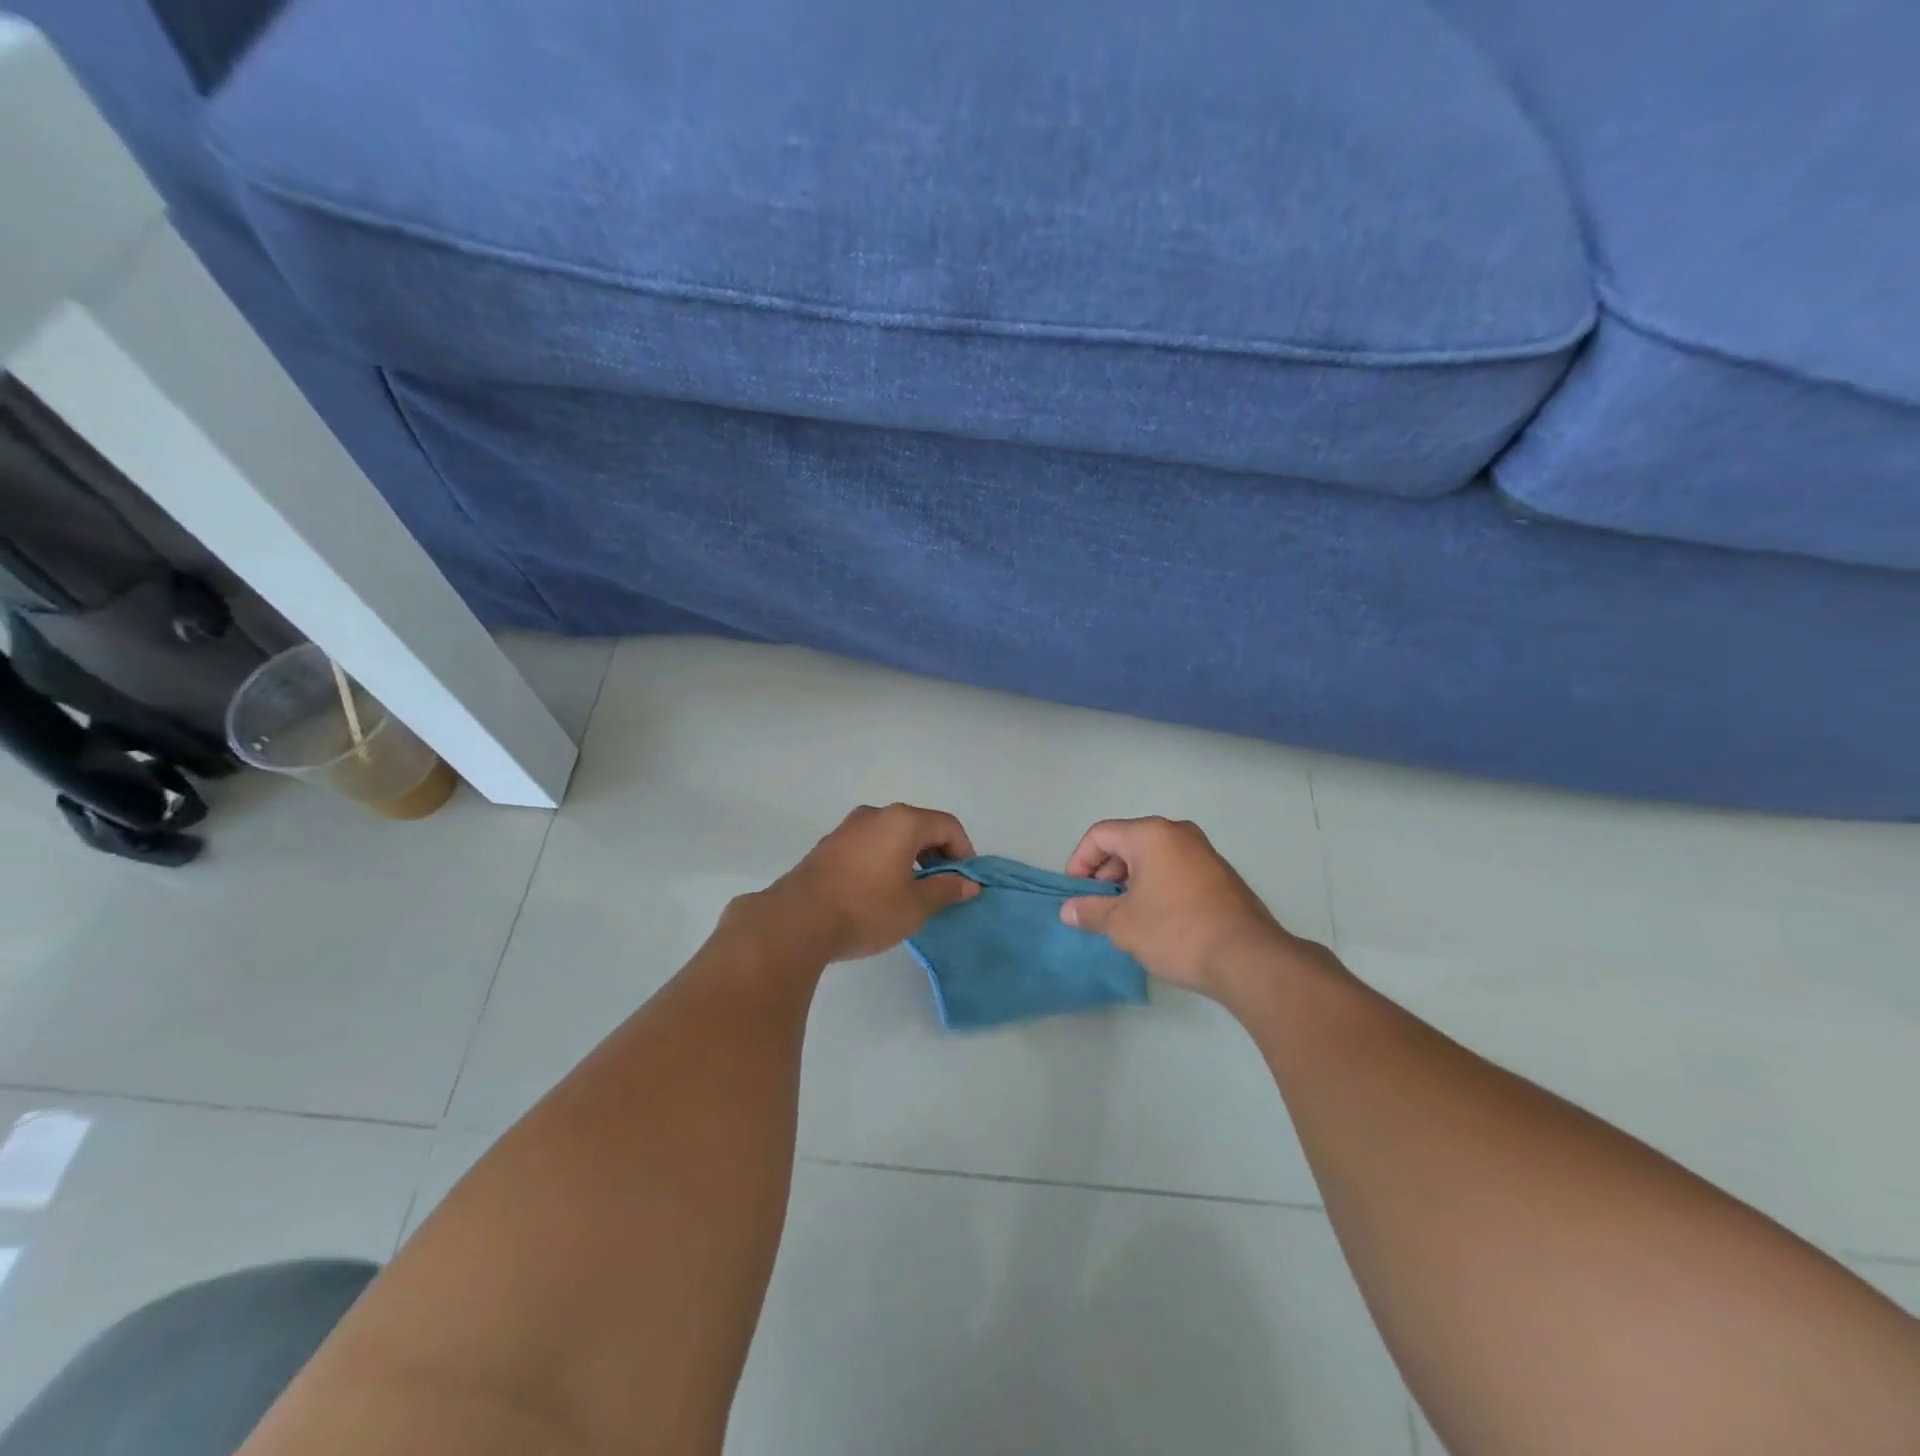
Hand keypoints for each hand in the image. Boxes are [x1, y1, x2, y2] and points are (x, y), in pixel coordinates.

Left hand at [752, 803, 980, 962]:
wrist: (797, 921)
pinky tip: (878, 891)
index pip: (947, 825)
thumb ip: (945, 890)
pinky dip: (884, 859)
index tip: (965, 881)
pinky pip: (869, 844)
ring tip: (910, 892)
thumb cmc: (866, 909)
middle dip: (937, 854)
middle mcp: (876, 814)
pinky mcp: (828, 845)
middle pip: (919, 826)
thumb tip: (969, 884)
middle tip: (941, 887)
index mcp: (903, 821)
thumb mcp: (915, 906)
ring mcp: (848, 827)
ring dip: (909, 857)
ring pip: (892, 834)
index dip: (964, 851)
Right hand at [1060, 817, 1306, 1000]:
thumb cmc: (1176, 932)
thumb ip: (1090, 911)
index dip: (1079, 861)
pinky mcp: (1220, 875)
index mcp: (1151, 834)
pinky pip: (1175, 869)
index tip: (1075, 893)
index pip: (1100, 835)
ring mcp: (1203, 852)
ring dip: (1130, 881)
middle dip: (1104, 872)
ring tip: (1123, 916)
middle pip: (1126, 842)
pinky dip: (1156, 886)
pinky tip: (1154, 919)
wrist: (1247, 958)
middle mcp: (1178, 833)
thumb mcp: (1123, 924)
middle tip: (1096, 905)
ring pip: (1152, 857)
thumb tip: (1068, 910)